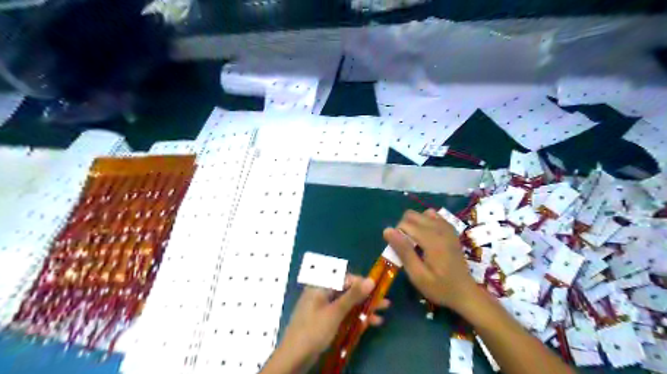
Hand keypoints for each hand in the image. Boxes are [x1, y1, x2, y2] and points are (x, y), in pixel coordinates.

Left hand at [264, 274, 391, 371]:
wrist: (293, 358)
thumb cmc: (314, 330)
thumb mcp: (335, 312)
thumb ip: (353, 296)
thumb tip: (371, 280)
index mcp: (320, 286)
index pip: (345, 278)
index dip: (362, 283)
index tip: (377, 289)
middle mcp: (322, 294)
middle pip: (347, 292)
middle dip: (366, 298)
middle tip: (384, 303)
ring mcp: (323, 308)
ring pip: (346, 305)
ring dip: (363, 310)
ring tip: (381, 315)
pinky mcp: (324, 321)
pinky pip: (342, 315)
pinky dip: (354, 319)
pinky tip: (368, 324)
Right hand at [383, 210, 475, 311]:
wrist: (465, 292)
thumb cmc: (440, 287)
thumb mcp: (418, 275)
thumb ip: (403, 251)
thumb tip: (387, 230)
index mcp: (432, 240)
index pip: (405, 224)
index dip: (397, 235)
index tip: (399, 251)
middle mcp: (440, 229)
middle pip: (412, 214)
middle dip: (404, 227)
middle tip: (406, 247)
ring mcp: (447, 228)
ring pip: (422, 213)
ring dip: (415, 224)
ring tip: (416, 241)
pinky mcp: (451, 230)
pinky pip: (434, 216)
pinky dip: (426, 222)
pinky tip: (426, 237)